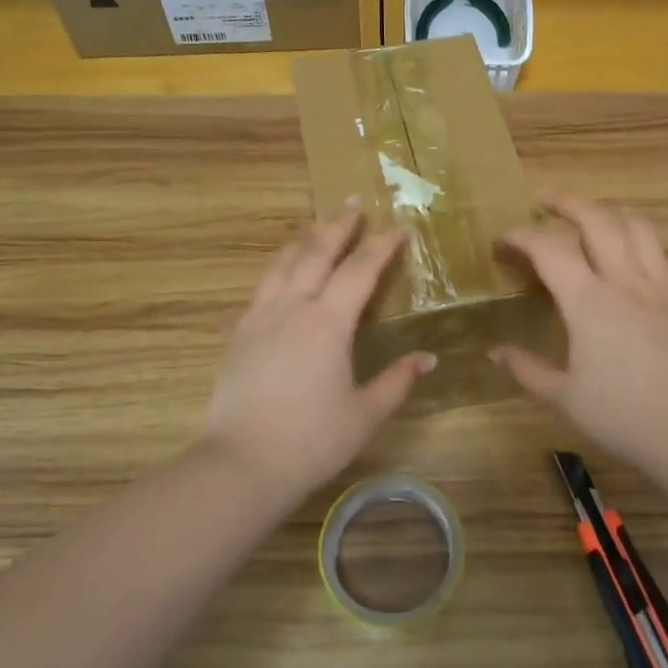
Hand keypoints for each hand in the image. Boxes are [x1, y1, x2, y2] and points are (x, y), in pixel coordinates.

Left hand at [204, 207, 434, 494]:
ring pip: (283, 263)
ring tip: (317, 224)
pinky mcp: (239, 334)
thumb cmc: (311, 441)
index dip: (381, 246)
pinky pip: (262, 286)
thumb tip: (428, 358)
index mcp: (328, 324)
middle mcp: (292, 308)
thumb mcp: (364, 415)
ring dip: (304, 239)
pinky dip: (279, 267)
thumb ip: (396, 381)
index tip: (399, 228)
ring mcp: (260, 318)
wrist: (242, 463)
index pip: (359, 271)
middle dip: (338, 226)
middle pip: (316, 252)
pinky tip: (282, 271)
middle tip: (354, 205)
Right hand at [495, 196, 667, 480]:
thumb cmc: (623, 416)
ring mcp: (657, 286)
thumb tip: (495, 351)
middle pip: (597, 218)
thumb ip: (527, 369)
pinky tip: (625, 250)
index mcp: (589, 301)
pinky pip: (656, 250)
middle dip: (566, 202)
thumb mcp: (564, 397)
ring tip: (587, 214)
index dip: (521, 234)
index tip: (501, 240)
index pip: (549, 247)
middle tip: (542, 200)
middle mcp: (624, 281)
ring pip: (635, 224)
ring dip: (605, 210)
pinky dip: (634, 235)